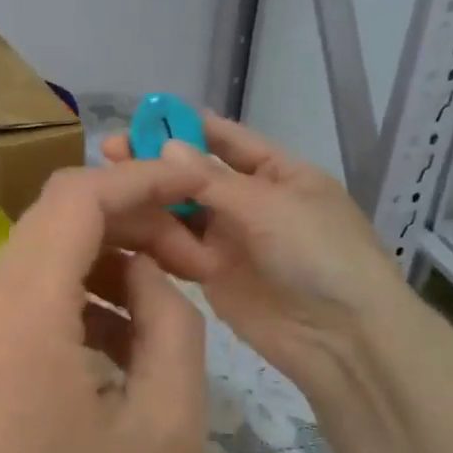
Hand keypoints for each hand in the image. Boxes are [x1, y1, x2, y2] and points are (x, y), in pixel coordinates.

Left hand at [0, 161, 210, 452]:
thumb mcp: (167, 426)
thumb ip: (171, 325)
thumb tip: (149, 274)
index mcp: (23, 309)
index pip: (76, 199)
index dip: (140, 181)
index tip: (196, 188)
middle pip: (58, 217)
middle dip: (132, 223)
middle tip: (195, 262)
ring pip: (44, 252)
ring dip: (107, 259)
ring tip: (168, 303)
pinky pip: (28, 292)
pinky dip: (77, 293)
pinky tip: (122, 341)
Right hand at [101, 115, 411, 395]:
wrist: (342, 338)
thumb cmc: (317, 254)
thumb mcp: (268, 205)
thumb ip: (211, 179)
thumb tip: (166, 147)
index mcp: (280, 174)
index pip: (230, 140)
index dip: (189, 126)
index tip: (144, 115)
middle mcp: (253, 202)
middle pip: (197, 175)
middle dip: (158, 162)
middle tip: (111, 149)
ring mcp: (232, 239)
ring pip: (182, 211)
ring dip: (150, 198)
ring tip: (109, 186)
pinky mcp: (212, 274)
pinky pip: (178, 247)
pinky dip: (154, 236)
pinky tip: (120, 223)